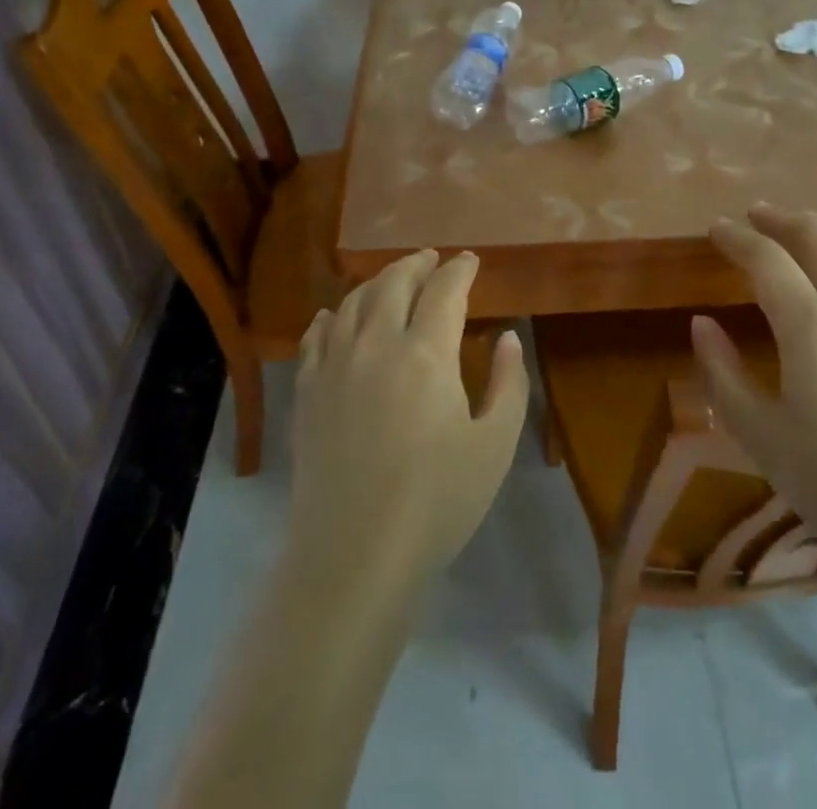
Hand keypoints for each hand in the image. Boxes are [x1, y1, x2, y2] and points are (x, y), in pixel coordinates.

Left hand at [289, 250, 528, 588]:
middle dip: (416, 264)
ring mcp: (334, 365)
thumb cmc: (436, 503)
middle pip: (394, 283)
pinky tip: (334, 316)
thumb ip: (509, 384)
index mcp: (426, 353)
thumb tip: (508, 338)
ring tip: (392, 280)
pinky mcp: (307, 392)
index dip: (460, 270)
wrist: (353, 557)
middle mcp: (376, 344)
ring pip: (353, 302)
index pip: (444, 290)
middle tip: (432, 260)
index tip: (471, 260)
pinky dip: (330, 317)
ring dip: (376, 282)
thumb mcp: (494, 445)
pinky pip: (315, 337)